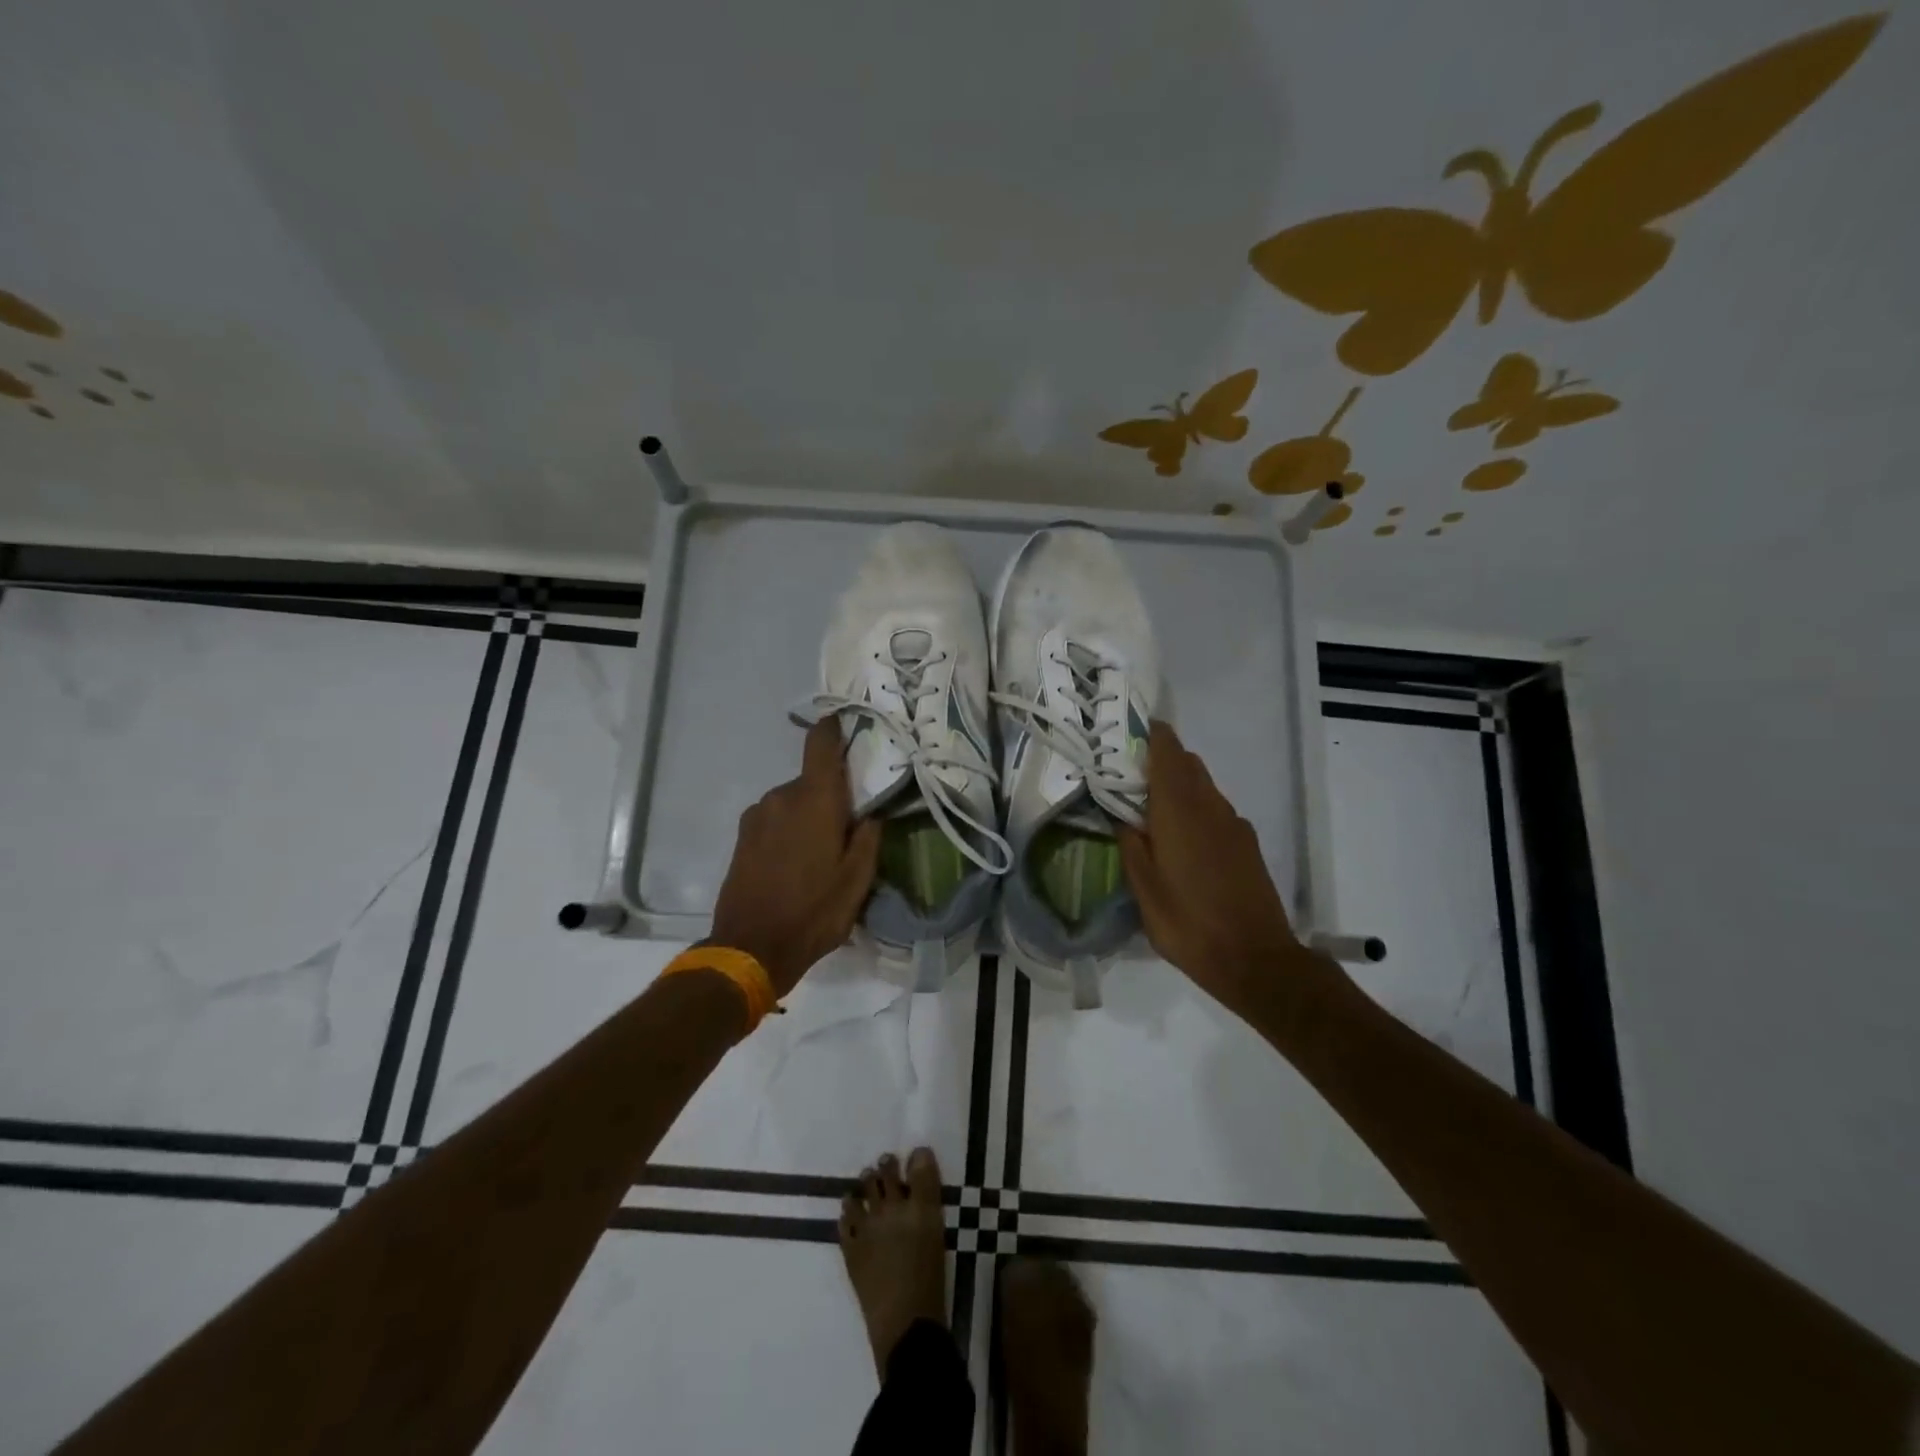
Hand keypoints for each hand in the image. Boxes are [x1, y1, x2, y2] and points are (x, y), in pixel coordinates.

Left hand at [710, 717, 883, 997]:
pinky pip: (774, 819)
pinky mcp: (742, 835)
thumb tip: (871, 812)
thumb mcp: (858, 879)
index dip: (834, 728)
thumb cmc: (814, 912)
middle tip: (848, 828)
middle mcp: (782, 796)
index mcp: (815, 799)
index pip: (820, 743)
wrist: (750, 948)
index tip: (849, 725)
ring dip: (808, 816)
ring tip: (820, 855)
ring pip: (793, 801)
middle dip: (831, 796)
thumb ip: (869, 836)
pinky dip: (788, 830)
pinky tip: (795, 864)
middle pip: (812, 780)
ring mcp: (757, 815)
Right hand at [1117, 721, 1316, 1015]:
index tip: (1130, 731)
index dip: (1151, 735)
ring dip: (1179, 785)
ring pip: (1204, 786)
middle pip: (1188, 764)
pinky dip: (1196, 808)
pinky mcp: (1247, 844)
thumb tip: (1122, 815)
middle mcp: (1210, 806)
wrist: (1255, 959)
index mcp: (1179, 810)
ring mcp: (1234, 824)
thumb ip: (1131, 844)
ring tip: (1151, 808)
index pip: (1168, 751)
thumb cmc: (1188, 923)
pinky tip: (1181, 839)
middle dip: (1161, 759)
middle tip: (1129, 775)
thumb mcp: (1144, 888)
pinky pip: (1216, 810)